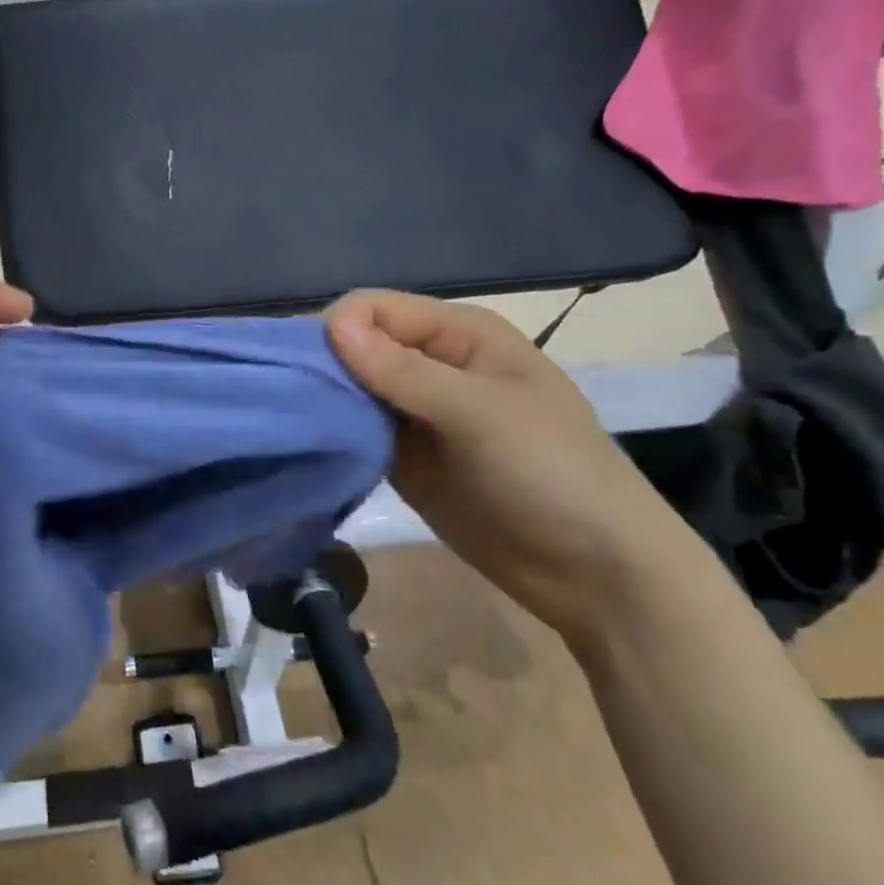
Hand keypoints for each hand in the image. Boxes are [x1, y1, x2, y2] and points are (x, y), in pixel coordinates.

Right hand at [326, 290, 709, 644]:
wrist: (596, 575)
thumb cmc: (552, 474)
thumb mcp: (481, 415)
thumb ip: (404, 371)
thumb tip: (330, 325)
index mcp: (457, 334)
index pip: (373, 309)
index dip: (337, 329)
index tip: (306, 369)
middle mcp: (429, 363)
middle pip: (355, 345)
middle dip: (322, 365)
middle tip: (287, 398)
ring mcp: (413, 411)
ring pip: (349, 387)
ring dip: (323, 401)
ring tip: (291, 424)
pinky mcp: (401, 455)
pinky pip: (354, 430)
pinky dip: (333, 434)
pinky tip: (310, 446)